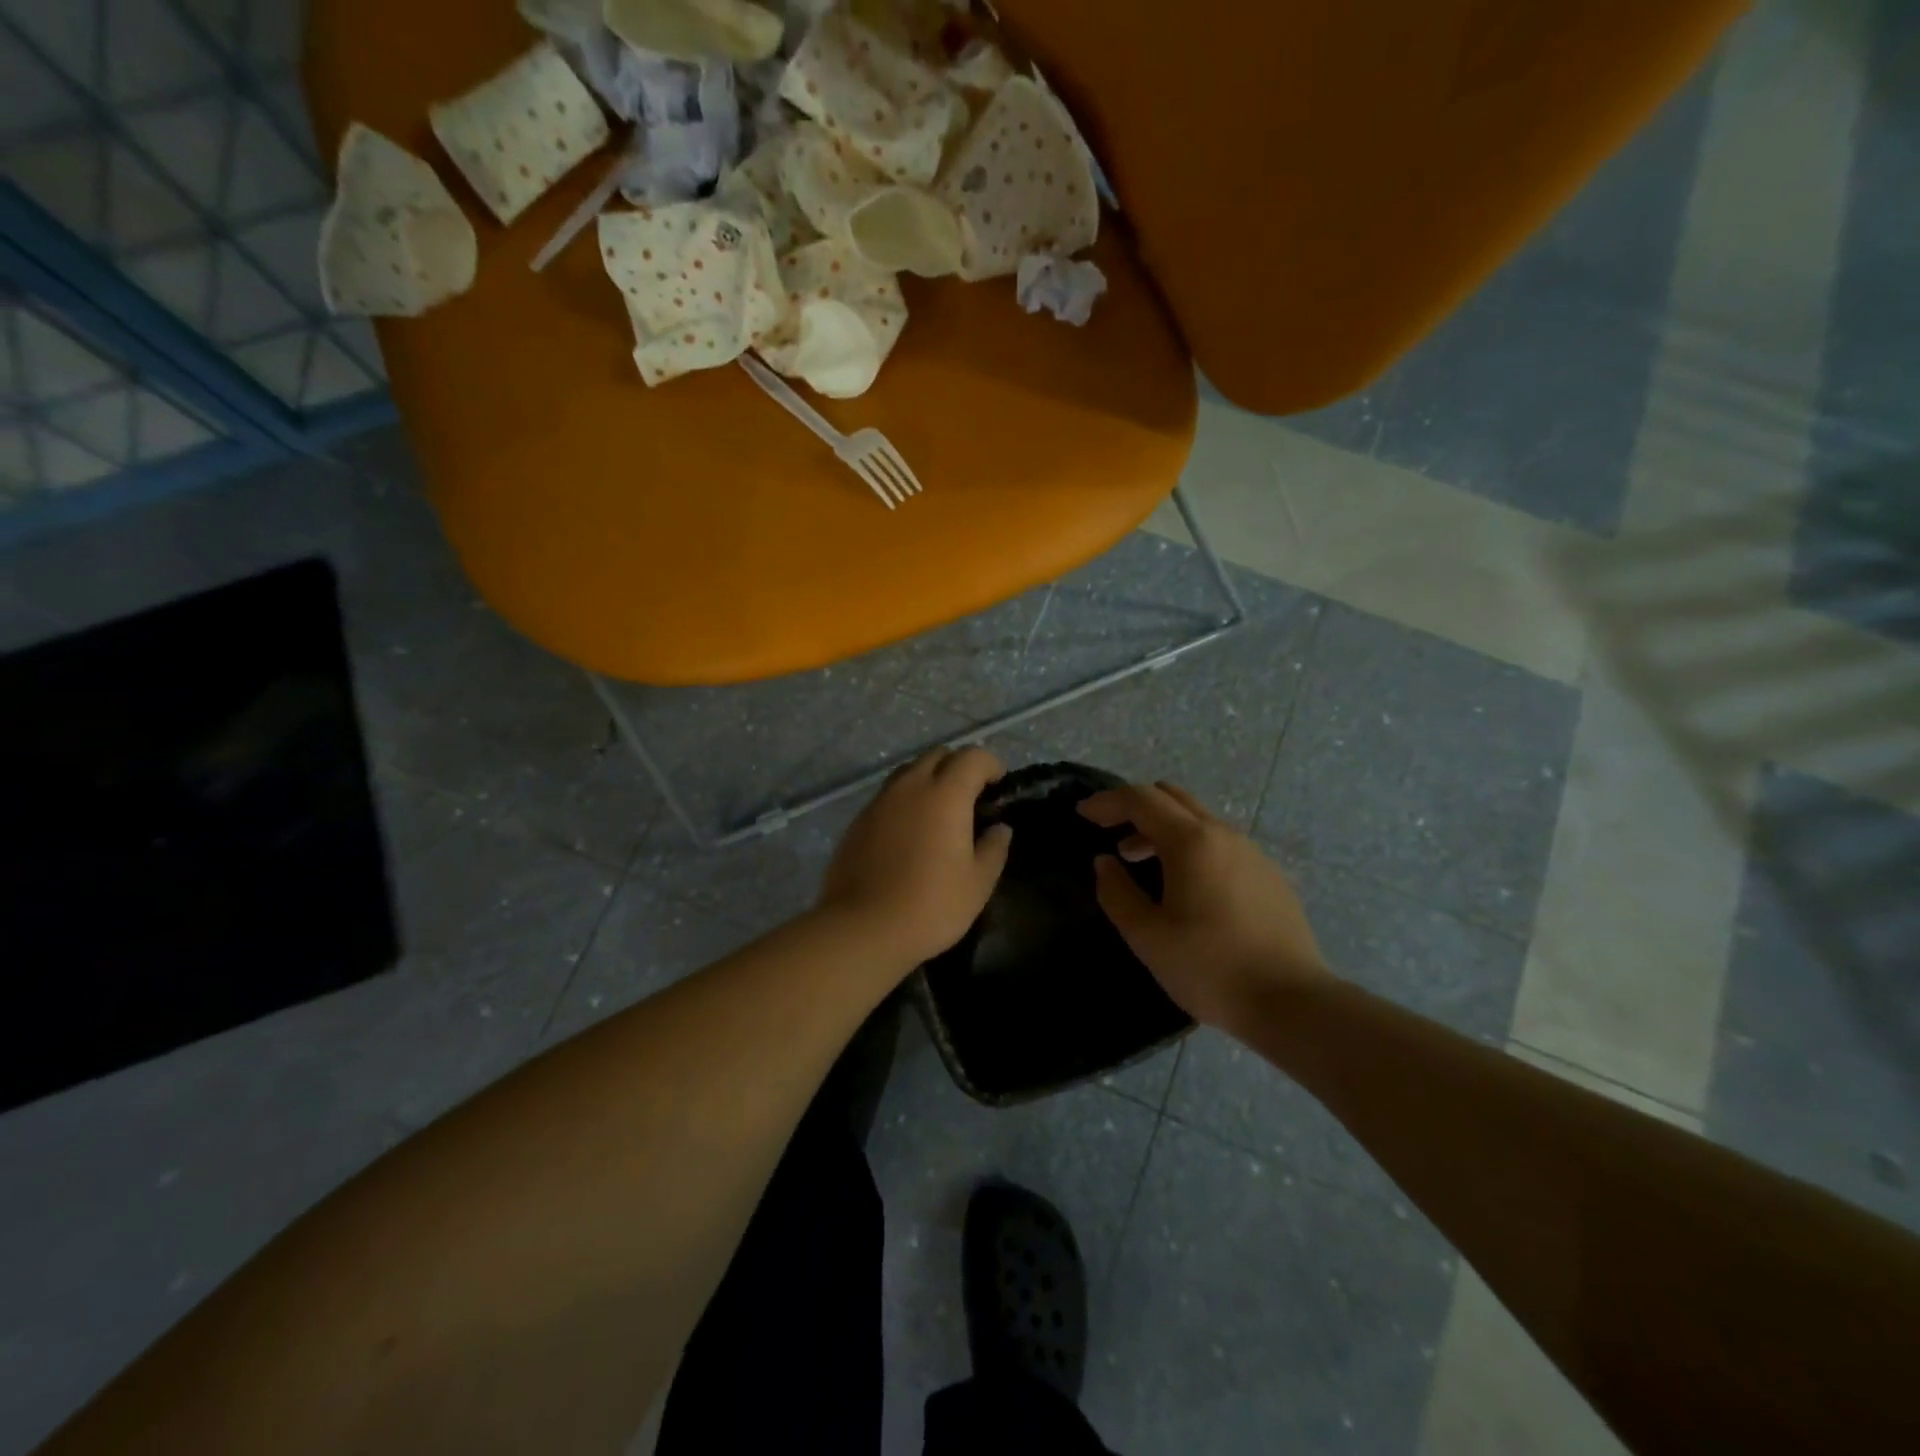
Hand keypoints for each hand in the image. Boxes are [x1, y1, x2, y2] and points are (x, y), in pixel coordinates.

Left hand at [818, 746, 1013, 967]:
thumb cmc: (930, 905)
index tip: (998, 787)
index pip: (972, 756)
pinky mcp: (858, 821)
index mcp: (945, 795)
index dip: (990, 765)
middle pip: (937, 755)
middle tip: (970, 798)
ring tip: (938, 813)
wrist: (862, 928)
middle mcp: (910, 787)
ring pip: (908, 772)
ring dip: (928, 780)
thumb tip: (1000, 829)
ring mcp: (879, 801)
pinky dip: (905, 801)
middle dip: (958, 767)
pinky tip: (909, 833)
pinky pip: (888, 796)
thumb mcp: (977, 883)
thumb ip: (994, 849)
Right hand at [1079, 781, 1330, 1029]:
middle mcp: (1223, 834)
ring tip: (1139, 862)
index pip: (1141, 799)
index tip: (1081, 814)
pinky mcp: (1268, 874)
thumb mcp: (1148, 937)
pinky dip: (1190, 846)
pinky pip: (1219, 842)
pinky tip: (1184, 886)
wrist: (1292, 1002)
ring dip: (1162, 828)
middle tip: (1109, 832)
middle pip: (1172, 798)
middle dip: (1135, 807)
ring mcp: (1251, 852)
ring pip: (1197, 820)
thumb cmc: (1210, 968)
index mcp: (1191, 842)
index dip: (1106, 802)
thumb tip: (1105, 863)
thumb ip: (1117, 893)